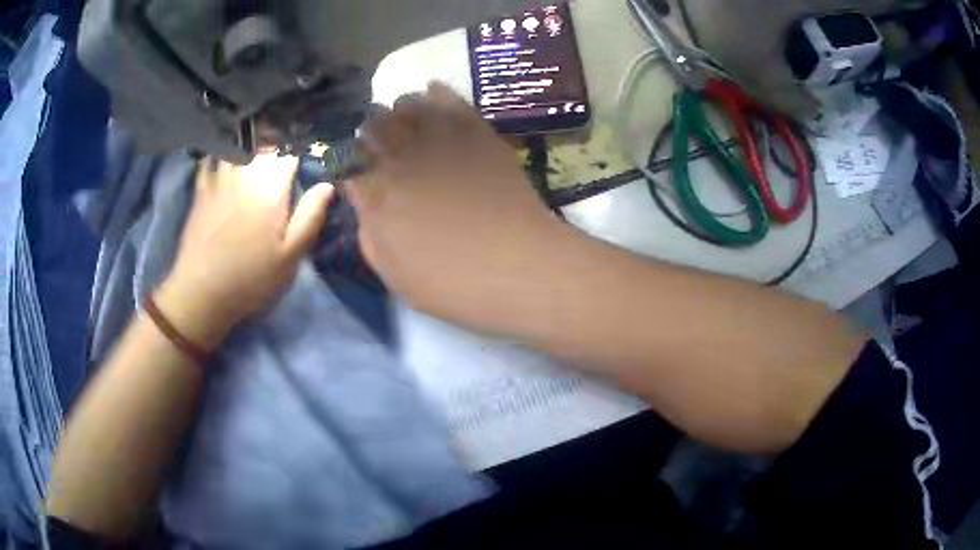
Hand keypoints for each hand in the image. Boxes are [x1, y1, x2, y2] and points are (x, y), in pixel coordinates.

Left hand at [157, 153, 332, 349]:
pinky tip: (225, 159)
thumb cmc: (251, 278)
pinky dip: (221, 154)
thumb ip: (310, 217)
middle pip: (266, 148)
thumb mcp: (290, 256)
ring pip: (240, 149)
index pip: (291, 155)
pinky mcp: (202, 190)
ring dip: (252, 150)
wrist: (201, 292)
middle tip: (283, 169)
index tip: (305, 170)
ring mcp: (221, 179)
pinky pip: (212, 159)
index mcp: (271, 188)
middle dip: (278, 153)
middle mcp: (246, 174)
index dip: (302, 158)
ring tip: (257, 159)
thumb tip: (328, 185)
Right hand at [347, 83, 566, 333]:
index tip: (352, 160)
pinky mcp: (481, 141)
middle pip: (377, 129)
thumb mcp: (398, 277)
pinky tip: (432, 87)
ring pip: (412, 109)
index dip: (349, 158)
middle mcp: (405, 164)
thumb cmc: (456, 285)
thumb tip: (364, 205)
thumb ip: (372, 237)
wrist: (523, 270)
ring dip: (400, 106)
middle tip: (373, 127)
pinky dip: (440, 94)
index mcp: (381, 199)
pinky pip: (455, 107)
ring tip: (401, 106)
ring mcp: (445, 148)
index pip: (352, 165)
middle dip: (371, 126)